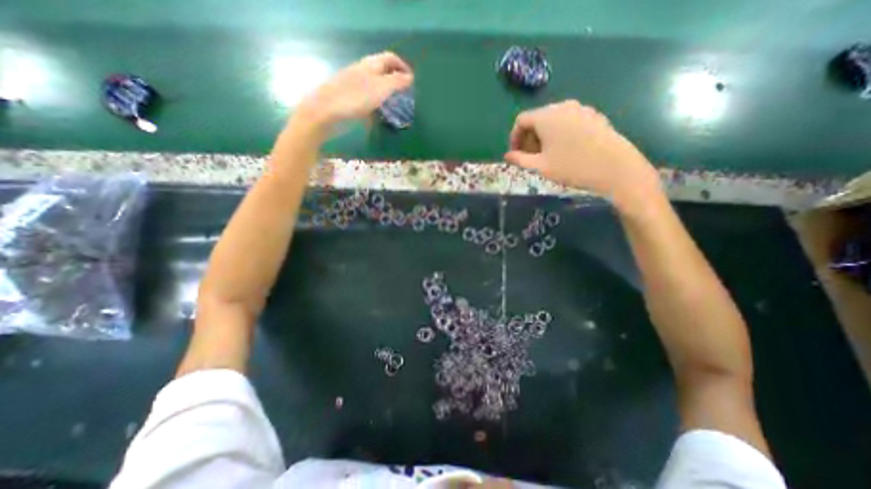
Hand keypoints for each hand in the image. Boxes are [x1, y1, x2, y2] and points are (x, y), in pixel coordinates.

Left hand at [294, 49, 412, 130]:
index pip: (390, 58)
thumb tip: (410, 77)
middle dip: (396, 81)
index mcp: (370, 65)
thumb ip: (397, 82)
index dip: (403, 66)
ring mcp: (356, 87)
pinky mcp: (352, 101)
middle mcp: (363, 73)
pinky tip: (381, 116)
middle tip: (406, 96)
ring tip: (397, 108)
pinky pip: (369, 100)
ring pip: (376, 87)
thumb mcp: (381, 88)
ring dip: (388, 95)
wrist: (326, 111)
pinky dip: (378, 106)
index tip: (413, 82)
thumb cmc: (355, 98)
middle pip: (383, 72)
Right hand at [504, 100, 660, 210]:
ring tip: (547, 155)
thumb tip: (507, 156)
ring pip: (553, 119)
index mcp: (546, 116)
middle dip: (529, 137)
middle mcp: (562, 106)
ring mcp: (581, 109)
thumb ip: (520, 159)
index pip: (521, 120)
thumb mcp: (540, 166)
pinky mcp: (594, 116)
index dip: (514, 137)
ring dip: (544, 135)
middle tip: (530, 157)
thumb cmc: (572, 167)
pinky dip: (560, 133)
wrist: (615, 168)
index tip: (515, 154)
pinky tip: (565, 150)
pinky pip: (569, 121)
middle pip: (537, 118)